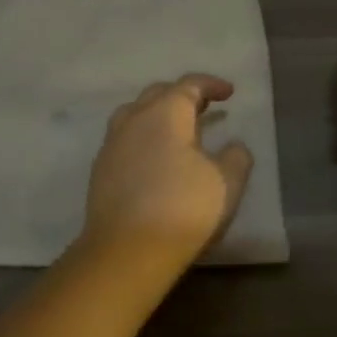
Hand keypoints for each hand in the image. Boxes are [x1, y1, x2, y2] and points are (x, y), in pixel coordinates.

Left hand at [82, 74, 254, 267]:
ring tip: (177, 130)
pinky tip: (155, 158)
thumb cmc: (183, 208)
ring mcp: (112, 144)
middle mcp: (134, 119)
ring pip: (135, 114)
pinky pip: (125, 139)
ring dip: (158, 115)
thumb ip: (236, 157)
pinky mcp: (100, 169)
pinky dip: (143, 138)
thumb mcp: (226, 183)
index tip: (229, 93)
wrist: (126, 251)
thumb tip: (234, 145)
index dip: (211, 85)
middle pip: (158, 94)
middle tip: (204, 107)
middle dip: (183, 95)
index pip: (189, 85)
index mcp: (165, 113)